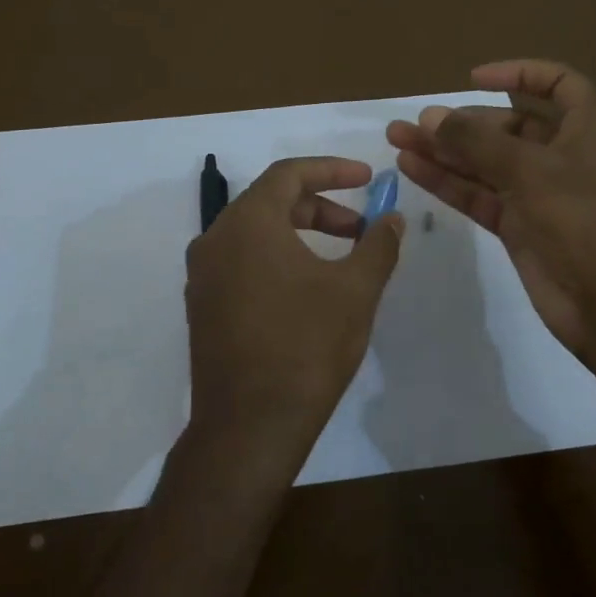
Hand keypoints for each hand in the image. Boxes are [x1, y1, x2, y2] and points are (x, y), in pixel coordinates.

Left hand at [182, 157, 403, 488]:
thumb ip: (378, 245)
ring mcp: (203, 276)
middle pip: (270, 202)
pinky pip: (241, 263)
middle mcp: (215, 240)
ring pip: (254, 234)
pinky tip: (306, 290)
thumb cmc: (306, 347)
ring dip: (299, 234)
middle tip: (360, 228)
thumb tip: (392, 218)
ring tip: (340, 261)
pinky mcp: (202, 307)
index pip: (288, 174)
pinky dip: (276, 259)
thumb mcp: (355, 291)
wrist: (249, 426)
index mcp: (247, 224)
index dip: (332, 170)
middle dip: (320, 207)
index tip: (367, 178)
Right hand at [386, 59, 595, 364]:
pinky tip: (414, 169)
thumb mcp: (531, 170)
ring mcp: (538, 194)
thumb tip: (430, 117)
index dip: (520, 73)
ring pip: (485, 163)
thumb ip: (478, 142)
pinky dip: (449, 183)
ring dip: (445, 152)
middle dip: (462, 122)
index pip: (558, 84)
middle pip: (508, 126)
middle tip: (414, 124)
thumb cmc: (585, 221)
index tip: (473, 79)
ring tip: (397, 140)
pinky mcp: (519, 228)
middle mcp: (562, 156)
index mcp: (585, 129)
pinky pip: (479, 196)